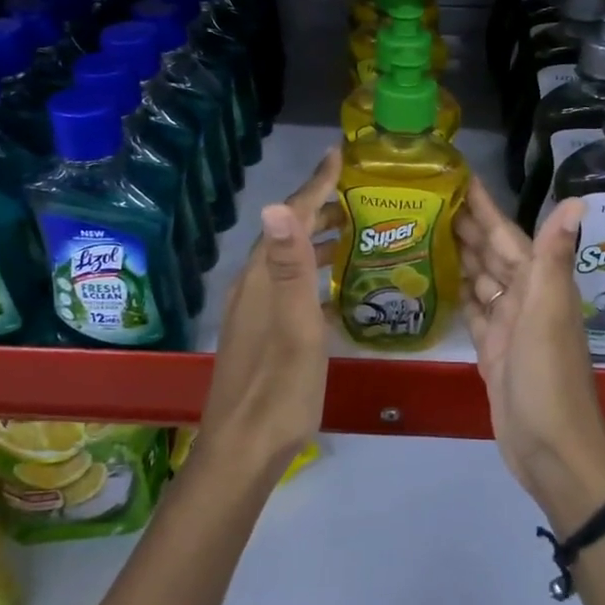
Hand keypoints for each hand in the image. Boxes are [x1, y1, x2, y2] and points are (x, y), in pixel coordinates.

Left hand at [198, 147, 340, 476]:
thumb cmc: (279, 388)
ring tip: (354, 232)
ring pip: (288, 261)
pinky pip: (290, 287)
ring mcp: (255, 311)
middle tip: (359, 194)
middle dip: (320, 208)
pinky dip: (314, 274)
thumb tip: (278, 205)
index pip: (289, 216)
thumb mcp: (294, 326)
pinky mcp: (261, 334)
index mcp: (262, 278)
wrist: (244, 449)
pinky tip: (336, 289)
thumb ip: (290, 266)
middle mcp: (254, 286)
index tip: (339, 154)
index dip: (315, 184)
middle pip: (287, 234)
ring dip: (318, 241)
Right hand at [458, 177, 604, 529]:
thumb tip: (577, 200)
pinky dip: (458, 292)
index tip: (459, 176)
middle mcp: (524, 299)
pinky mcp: (491, 351)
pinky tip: (437, 277)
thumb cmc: (548, 379)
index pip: (506, 234)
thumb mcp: (548, 314)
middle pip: (491, 253)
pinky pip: (472, 311)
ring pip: (480, 279)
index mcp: (539, 285)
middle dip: (465, 224)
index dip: (485, 206)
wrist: (551, 451)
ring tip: (423, 228)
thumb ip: (554, 257)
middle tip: (425, 197)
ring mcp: (507, 326)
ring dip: (459, 254)